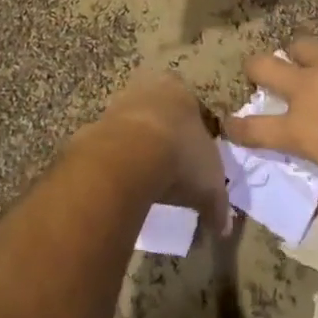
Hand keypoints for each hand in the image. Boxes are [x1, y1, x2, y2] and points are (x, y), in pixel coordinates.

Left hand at [85, 72, 231, 234]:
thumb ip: (219, 206)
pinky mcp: (95, 123)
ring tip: (146, 181)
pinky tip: (123, 184)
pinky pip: (111, 144)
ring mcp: (119, 103)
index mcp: (182, 92)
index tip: (196, 163)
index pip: (194, 109)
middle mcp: (150, 88)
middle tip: (170, 169)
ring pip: (134, 125)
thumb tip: (223, 229)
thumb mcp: (210, 186)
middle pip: (161, 113)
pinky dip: (117, 161)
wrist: (128, 158)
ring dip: (138, 148)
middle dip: (165, 137)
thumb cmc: (180, 158)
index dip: (196, 136)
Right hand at [225, 36, 317, 215]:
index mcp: (303, 130)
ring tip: (314, 63)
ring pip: (301, 45)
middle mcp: (310, 89)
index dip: (237, 126)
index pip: (255, 128)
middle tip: (261, 73)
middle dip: (256, 69)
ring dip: (302, 55)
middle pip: (264, 66)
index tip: (229, 122)